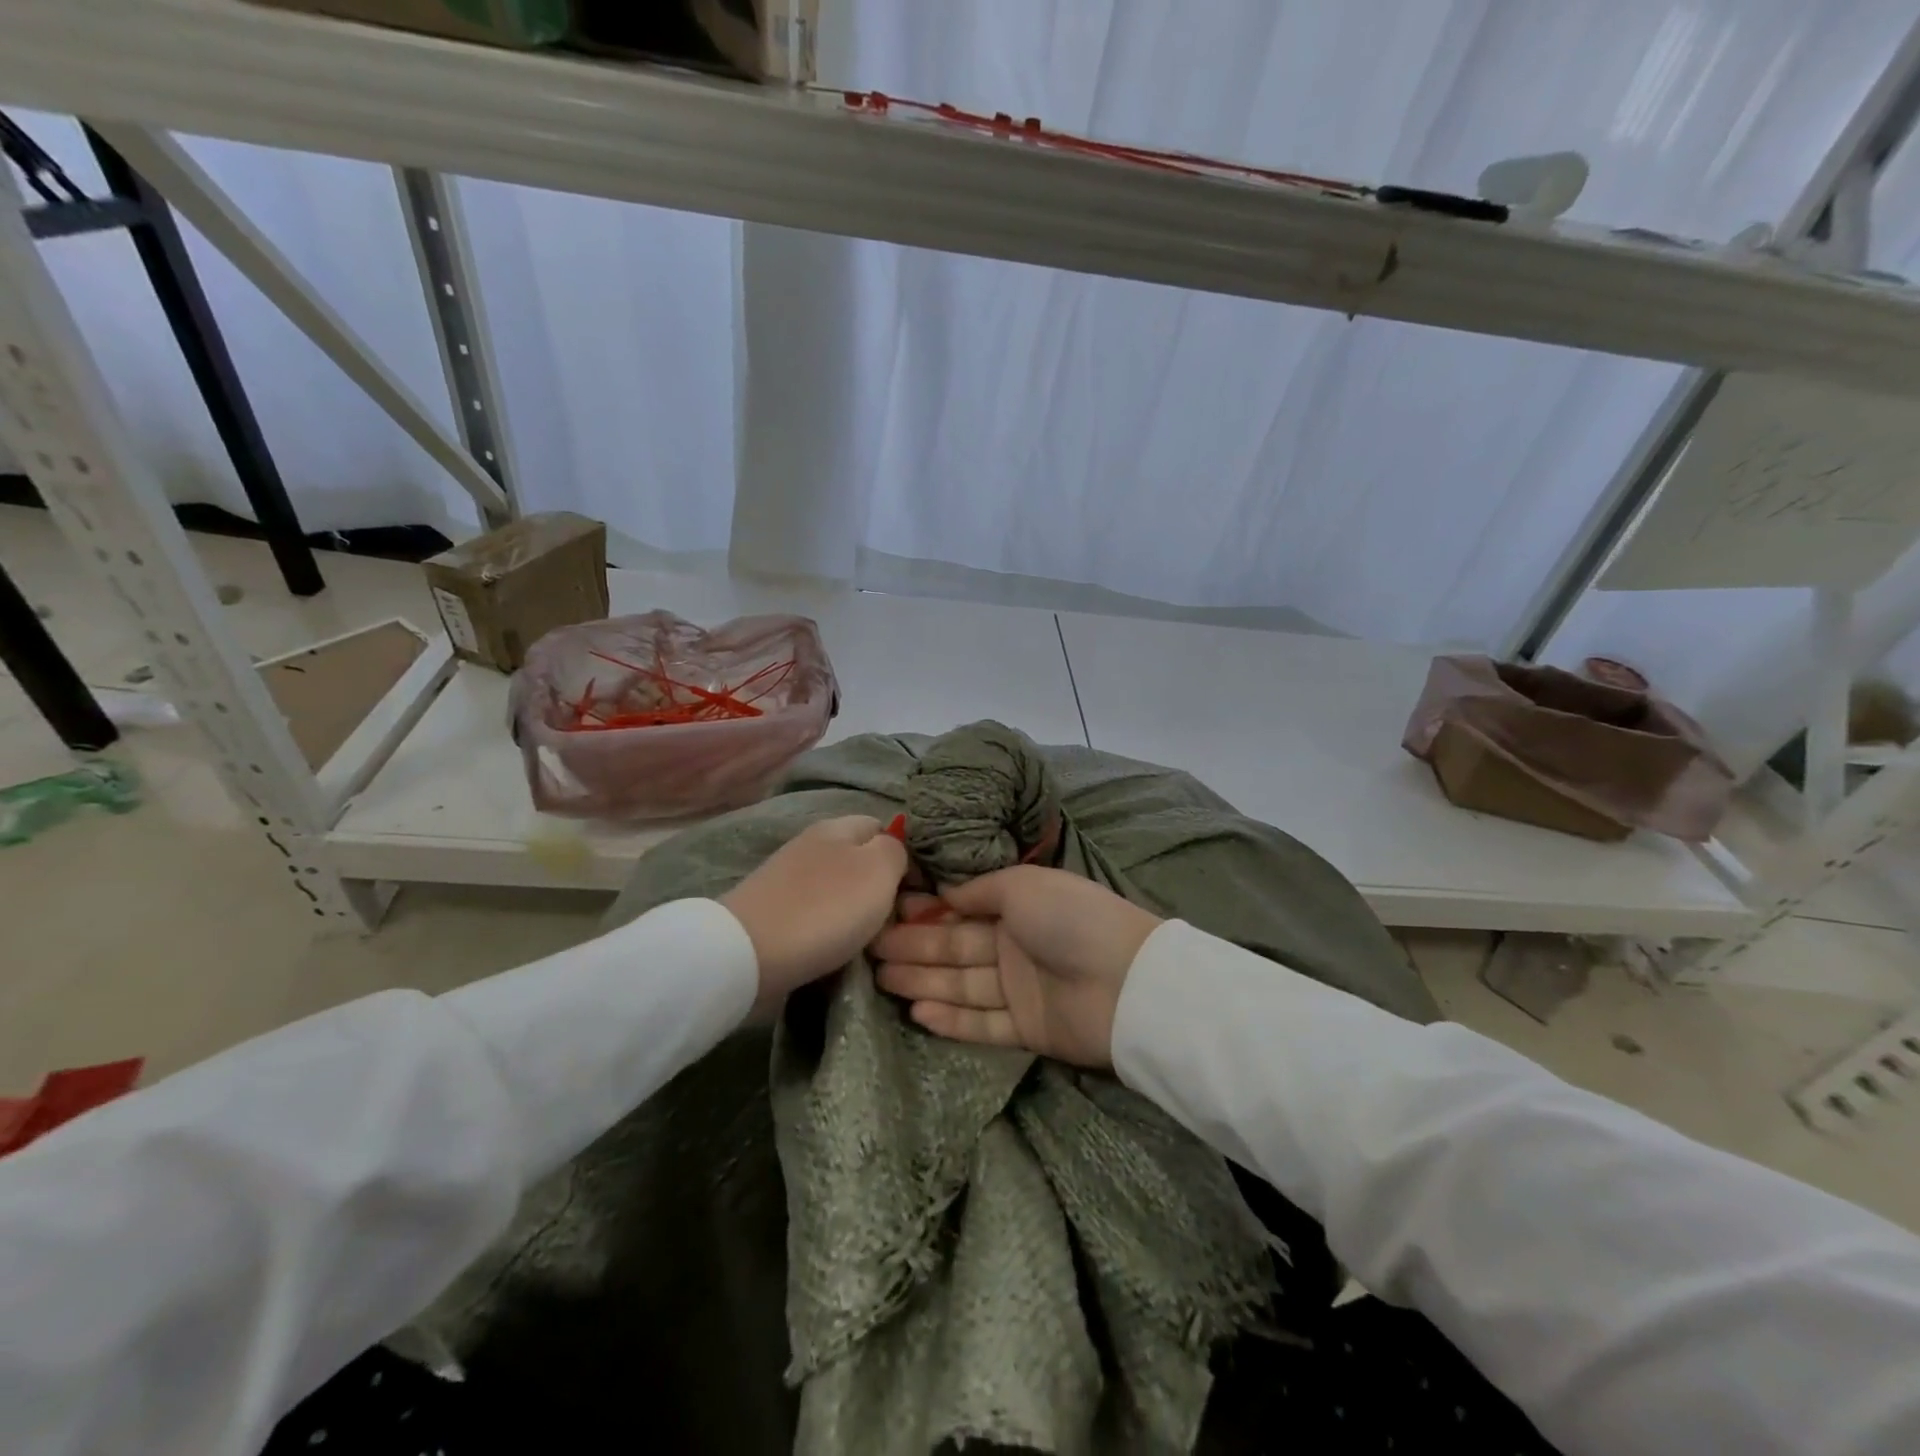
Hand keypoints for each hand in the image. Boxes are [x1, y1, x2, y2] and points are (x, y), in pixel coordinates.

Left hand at [721, 815, 908, 1009]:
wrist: (748, 955)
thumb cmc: (825, 908)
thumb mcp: (879, 870)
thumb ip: (896, 851)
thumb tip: (894, 851)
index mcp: (839, 826)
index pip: (885, 827)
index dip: (907, 855)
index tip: (920, 892)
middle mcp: (812, 844)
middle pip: (861, 861)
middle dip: (881, 888)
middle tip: (899, 920)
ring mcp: (789, 879)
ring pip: (839, 890)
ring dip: (856, 913)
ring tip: (871, 940)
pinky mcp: (774, 912)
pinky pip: (816, 915)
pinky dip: (830, 931)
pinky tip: (837, 949)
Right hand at [869, 866, 1160, 1068]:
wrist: (1128, 981)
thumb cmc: (1071, 918)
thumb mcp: (1022, 885)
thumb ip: (978, 889)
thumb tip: (943, 892)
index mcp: (1017, 906)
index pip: (961, 910)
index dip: (925, 912)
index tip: (887, 912)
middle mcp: (1015, 945)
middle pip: (955, 948)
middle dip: (913, 947)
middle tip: (870, 950)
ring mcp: (1020, 989)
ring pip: (962, 985)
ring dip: (923, 981)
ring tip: (881, 979)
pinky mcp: (1027, 1029)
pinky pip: (981, 1023)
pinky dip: (950, 1019)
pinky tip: (917, 1011)